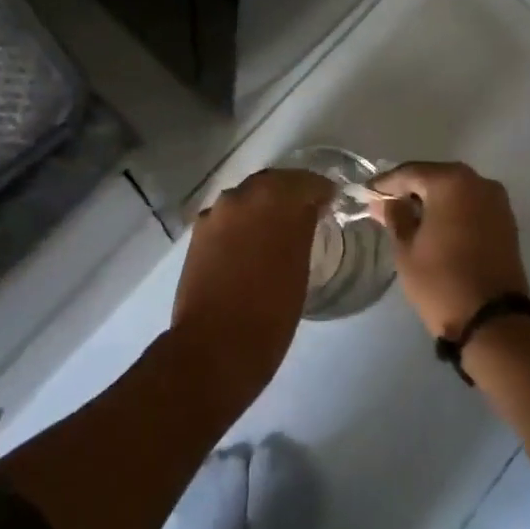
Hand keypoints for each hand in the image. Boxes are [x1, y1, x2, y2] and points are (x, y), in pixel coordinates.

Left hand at [170, 168, 335, 408]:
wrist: (215, 346)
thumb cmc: (270, 313)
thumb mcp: (300, 267)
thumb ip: (301, 229)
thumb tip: (305, 213)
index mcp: (274, 200)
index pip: (305, 182)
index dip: (320, 190)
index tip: (331, 200)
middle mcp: (242, 196)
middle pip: (272, 183)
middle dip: (290, 193)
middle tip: (306, 210)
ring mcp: (216, 213)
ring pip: (247, 197)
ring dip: (264, 205)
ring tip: (278, 228)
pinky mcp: (198, 233)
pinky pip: (228, 216)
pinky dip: (242, 221)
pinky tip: (250, 242)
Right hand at [372, 162, 529, 340]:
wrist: (494, 322)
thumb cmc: (441, 281)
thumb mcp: (406, 249)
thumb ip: (394, 216)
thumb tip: (385, 201)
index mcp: (451, 182)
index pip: (409, 173)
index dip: (385, 183)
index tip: (366, 194)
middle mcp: (478, 182)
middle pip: (434, 177)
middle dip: (410, 190)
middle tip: (385, 205)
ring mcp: (497, 201)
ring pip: (455, 191)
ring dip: (432, 201)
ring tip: (408, 218)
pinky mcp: (506, 222)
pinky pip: (471, 205)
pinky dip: (452, 211)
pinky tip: (434, 227)